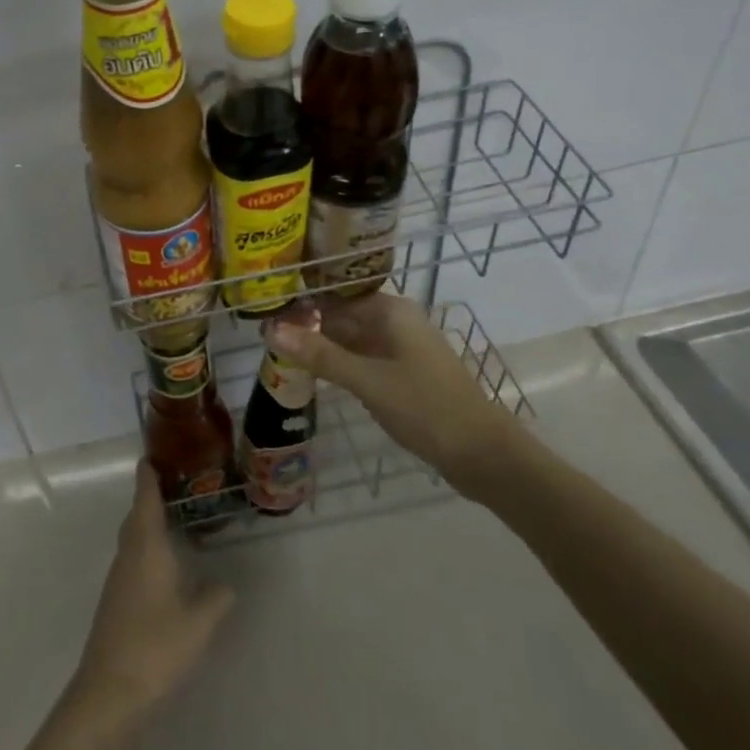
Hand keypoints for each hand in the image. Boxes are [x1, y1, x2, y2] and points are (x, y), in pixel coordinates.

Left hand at [72, 463, 235, 725]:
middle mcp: (128, 555)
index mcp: (146, 546)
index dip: (149, 474)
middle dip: (152, 498)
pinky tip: (166, 569)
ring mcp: (118, 580)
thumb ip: (216, 598)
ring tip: (178, 523)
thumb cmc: (155, 647)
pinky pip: (133, 562)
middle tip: (178, 485)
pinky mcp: (116, 604)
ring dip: (150, 526)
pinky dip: (148, 552)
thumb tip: (226, 584)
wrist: (109, 695)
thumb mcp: (199, 623)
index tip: (155, 454)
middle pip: (136, 515)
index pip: (145, 497)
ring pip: (133, 540)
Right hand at [266, 292, 525, 504]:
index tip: (266, 310)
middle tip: (265, 336)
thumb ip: (320, 355)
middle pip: (343, 315)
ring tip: (279, 353)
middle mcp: (396, 322)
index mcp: (391, 311)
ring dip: (322, 346)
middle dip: (308, 325)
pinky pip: (363, 359)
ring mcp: (402, 349)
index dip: (302, 301)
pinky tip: (315, 375)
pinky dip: (340, 364)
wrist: (484, 455)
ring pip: (352, 339)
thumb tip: (271, 330)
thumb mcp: (368, 381)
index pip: (336, 294)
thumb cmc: (426, 408)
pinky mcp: (404, 374)